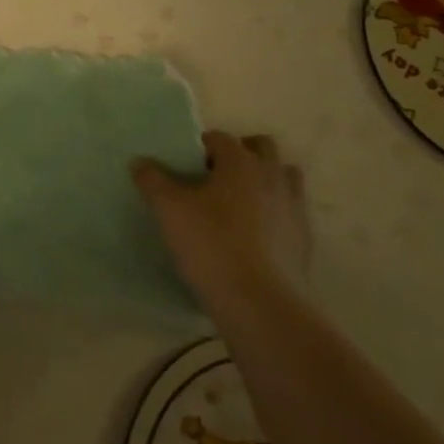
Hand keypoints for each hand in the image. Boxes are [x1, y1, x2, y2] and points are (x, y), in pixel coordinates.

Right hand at [133, 132, 310, 306]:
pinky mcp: (304, 240)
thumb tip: (140, 162)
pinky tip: (255, 235)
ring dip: (265, 180)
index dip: (200, 147)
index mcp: (241, 162)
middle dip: (241, 153)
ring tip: (240, 201)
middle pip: (261, 148)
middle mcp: (272, 176)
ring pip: (284, 178)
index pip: (219, 138)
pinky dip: (275, 213)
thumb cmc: (212, 245)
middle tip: (216, 176)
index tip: (185, 166)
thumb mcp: (169, 209)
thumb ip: (152, 180)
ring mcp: (294, 208)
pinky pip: (291, 212)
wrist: (261, 305)